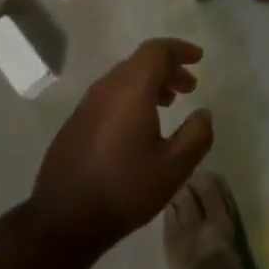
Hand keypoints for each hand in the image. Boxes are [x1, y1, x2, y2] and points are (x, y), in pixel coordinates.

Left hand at [32, 38, 214, 251]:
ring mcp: (87, 104)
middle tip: (189, 87)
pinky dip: (131, 97)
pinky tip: (140, 125)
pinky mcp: (76, 122)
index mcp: (131, 90)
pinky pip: (109, 96)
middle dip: (168, 68)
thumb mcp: (174, 167)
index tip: (198, 59)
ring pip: (123, 79)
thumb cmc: (125, 189)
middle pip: (140, 62)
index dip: (179, 49)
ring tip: (169, 103)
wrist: (65, 219)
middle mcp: (106, 88)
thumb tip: (204, 113)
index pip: (156, 50)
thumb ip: (196, 135)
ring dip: (149, 83)